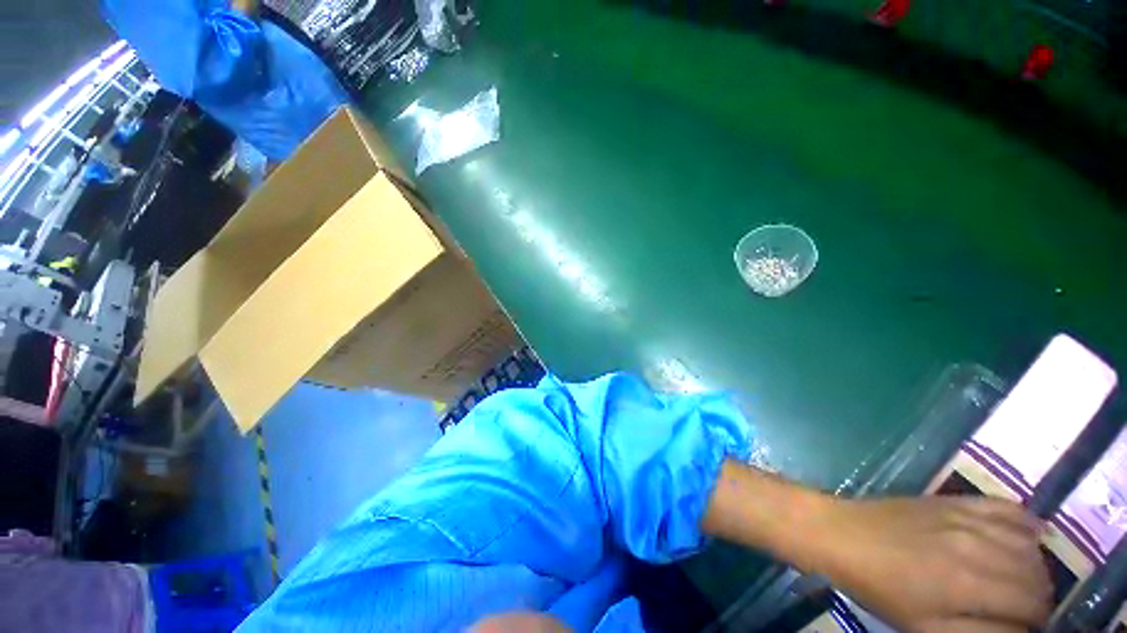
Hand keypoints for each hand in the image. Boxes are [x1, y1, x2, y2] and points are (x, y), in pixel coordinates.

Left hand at [815, 496, 1052, 631]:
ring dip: (1036, 564)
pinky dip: (1026, 522)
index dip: (1038, 620)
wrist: (839, 534)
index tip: (1030, 627)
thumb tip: (1021, 630)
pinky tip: (1033, 535)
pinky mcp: (953, 500)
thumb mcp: (925, 627)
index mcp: (970, 584)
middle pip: (1035, 573)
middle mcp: (978, 546)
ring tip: (1025, 580)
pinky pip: (1004, 506)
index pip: (1033, 604)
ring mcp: (966, 517)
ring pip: (1027, 542)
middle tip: (1027, 608)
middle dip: (1039, 595)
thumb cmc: (878, 588)